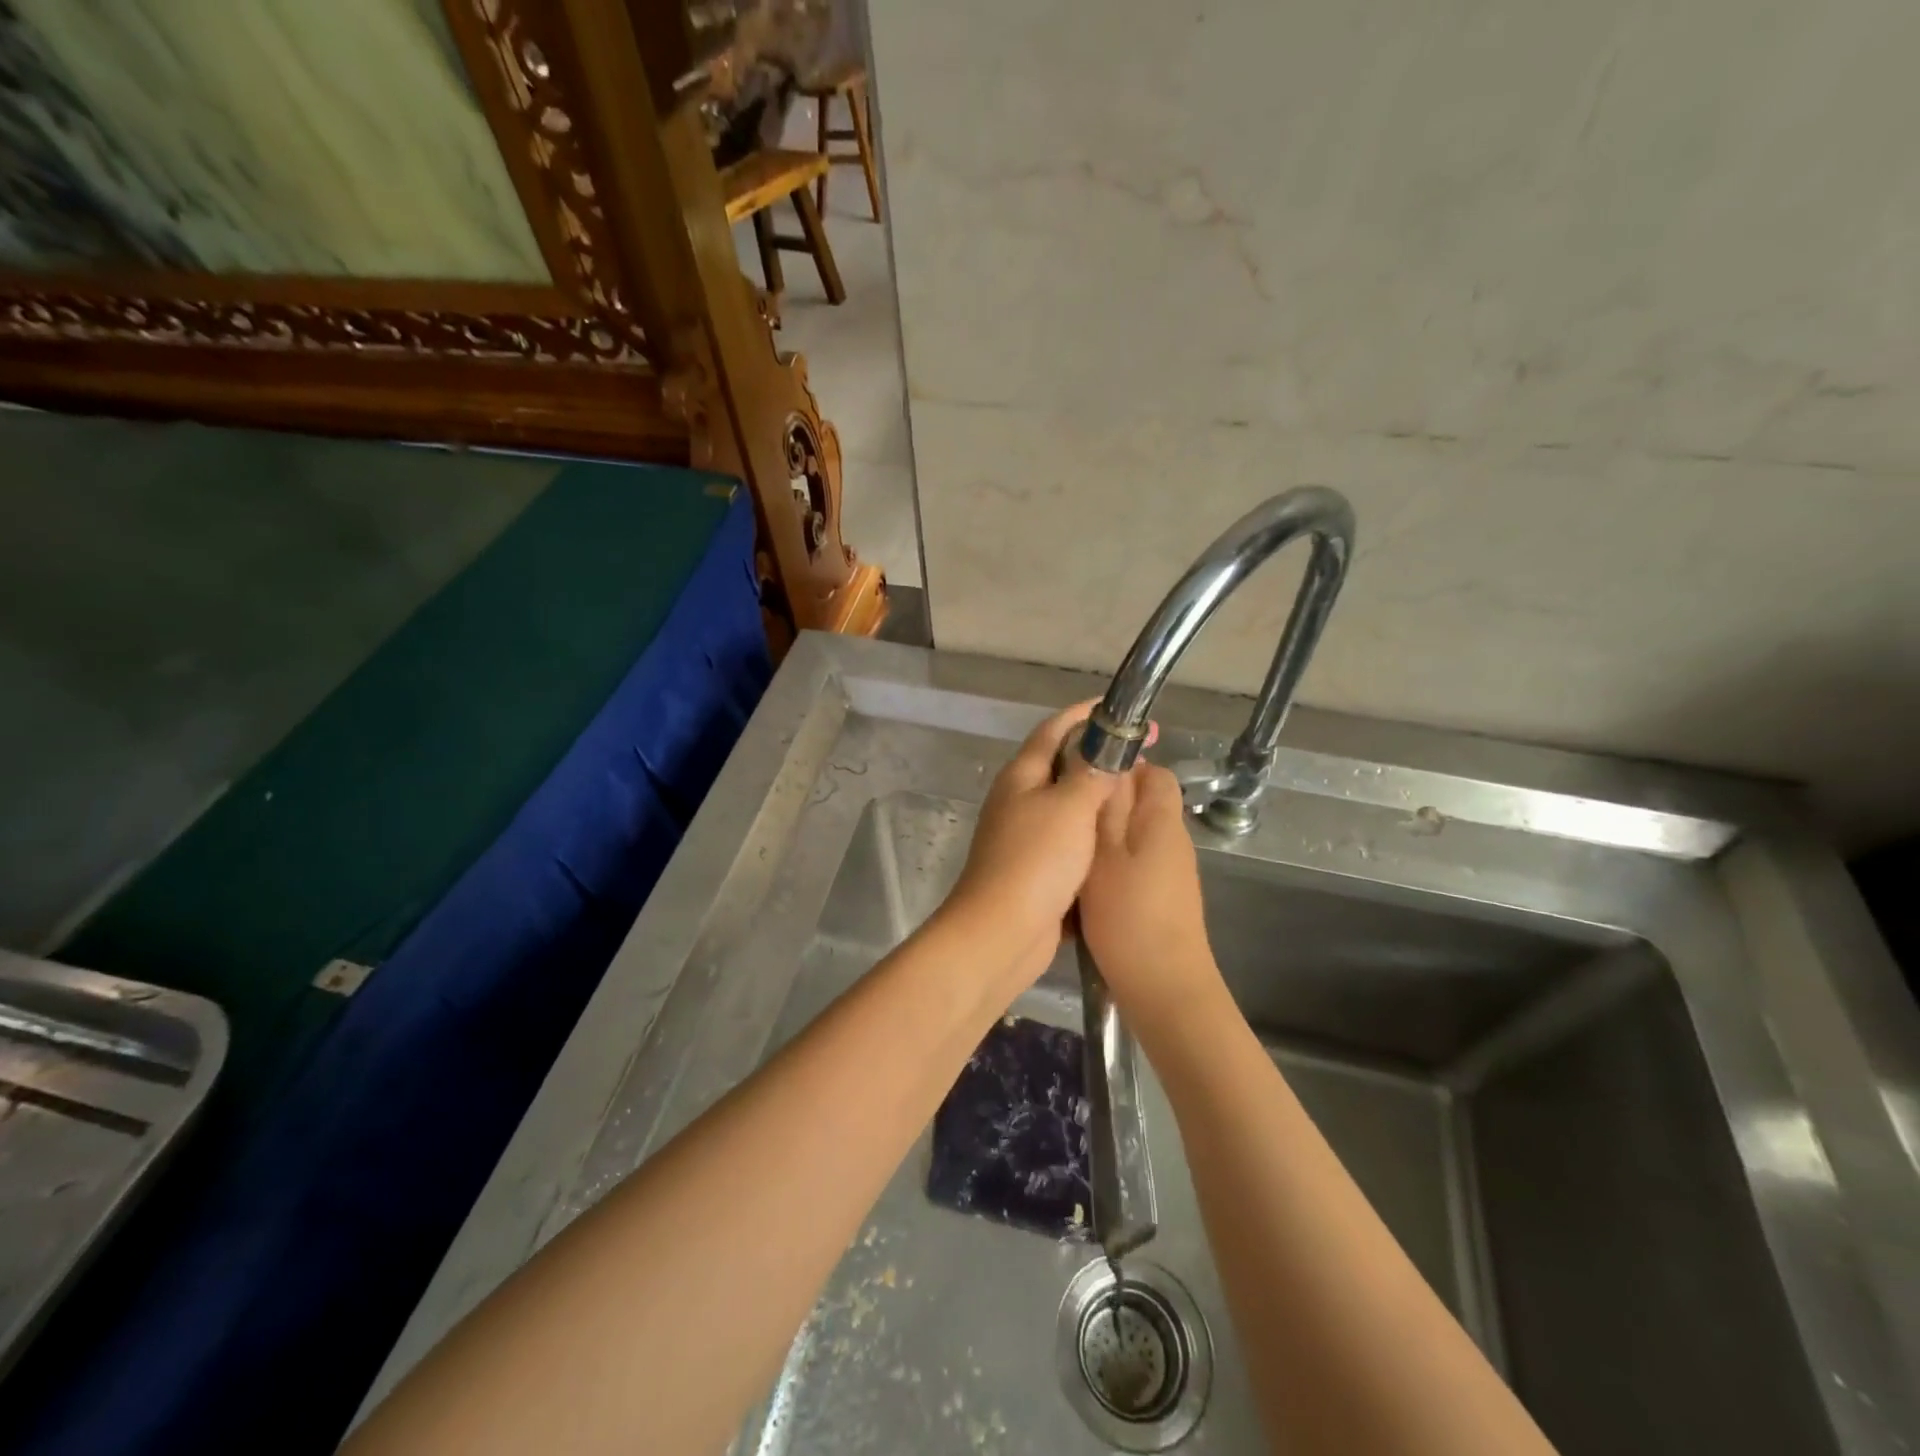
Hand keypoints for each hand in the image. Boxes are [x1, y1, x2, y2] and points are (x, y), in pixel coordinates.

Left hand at [945, 701, 1123, 991]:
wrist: (1002, 933)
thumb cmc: (1035, 861)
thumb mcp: (1070, 807)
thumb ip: (1091, 773)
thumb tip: (1107, 746)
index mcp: (1021, 775)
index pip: (1055, 728)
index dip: (1088, 714)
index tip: (1125, 712)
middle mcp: (1019, 799)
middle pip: (1061, 764)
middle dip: (1099, 754)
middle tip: (1143, 755)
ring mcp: (1024, 835)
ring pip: (1067, 804)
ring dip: (1098, 795)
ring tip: (1137, 792)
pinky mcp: (1035, 868)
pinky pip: (1069, 839)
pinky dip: (1093, 832)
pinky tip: (1119, 837)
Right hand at [1079, 764, 1223, 1029]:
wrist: (1163, 988)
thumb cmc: (1128, 916)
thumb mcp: (1104, 855)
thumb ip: (1105, 809)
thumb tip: (1109, 765)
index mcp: (1162, 821)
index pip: (1154, 773)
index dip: (1121, 768)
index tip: (1082, 781)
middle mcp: (1172, 841)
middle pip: (1141, 805)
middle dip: (1105, 805)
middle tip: (1066, 818)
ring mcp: (1171, 872)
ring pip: (1133, 837)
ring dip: (1104, 839)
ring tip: (1068, 850)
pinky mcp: (1163, 899)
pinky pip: (1134, 866)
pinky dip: (1110, 867)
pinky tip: (1083, 886)